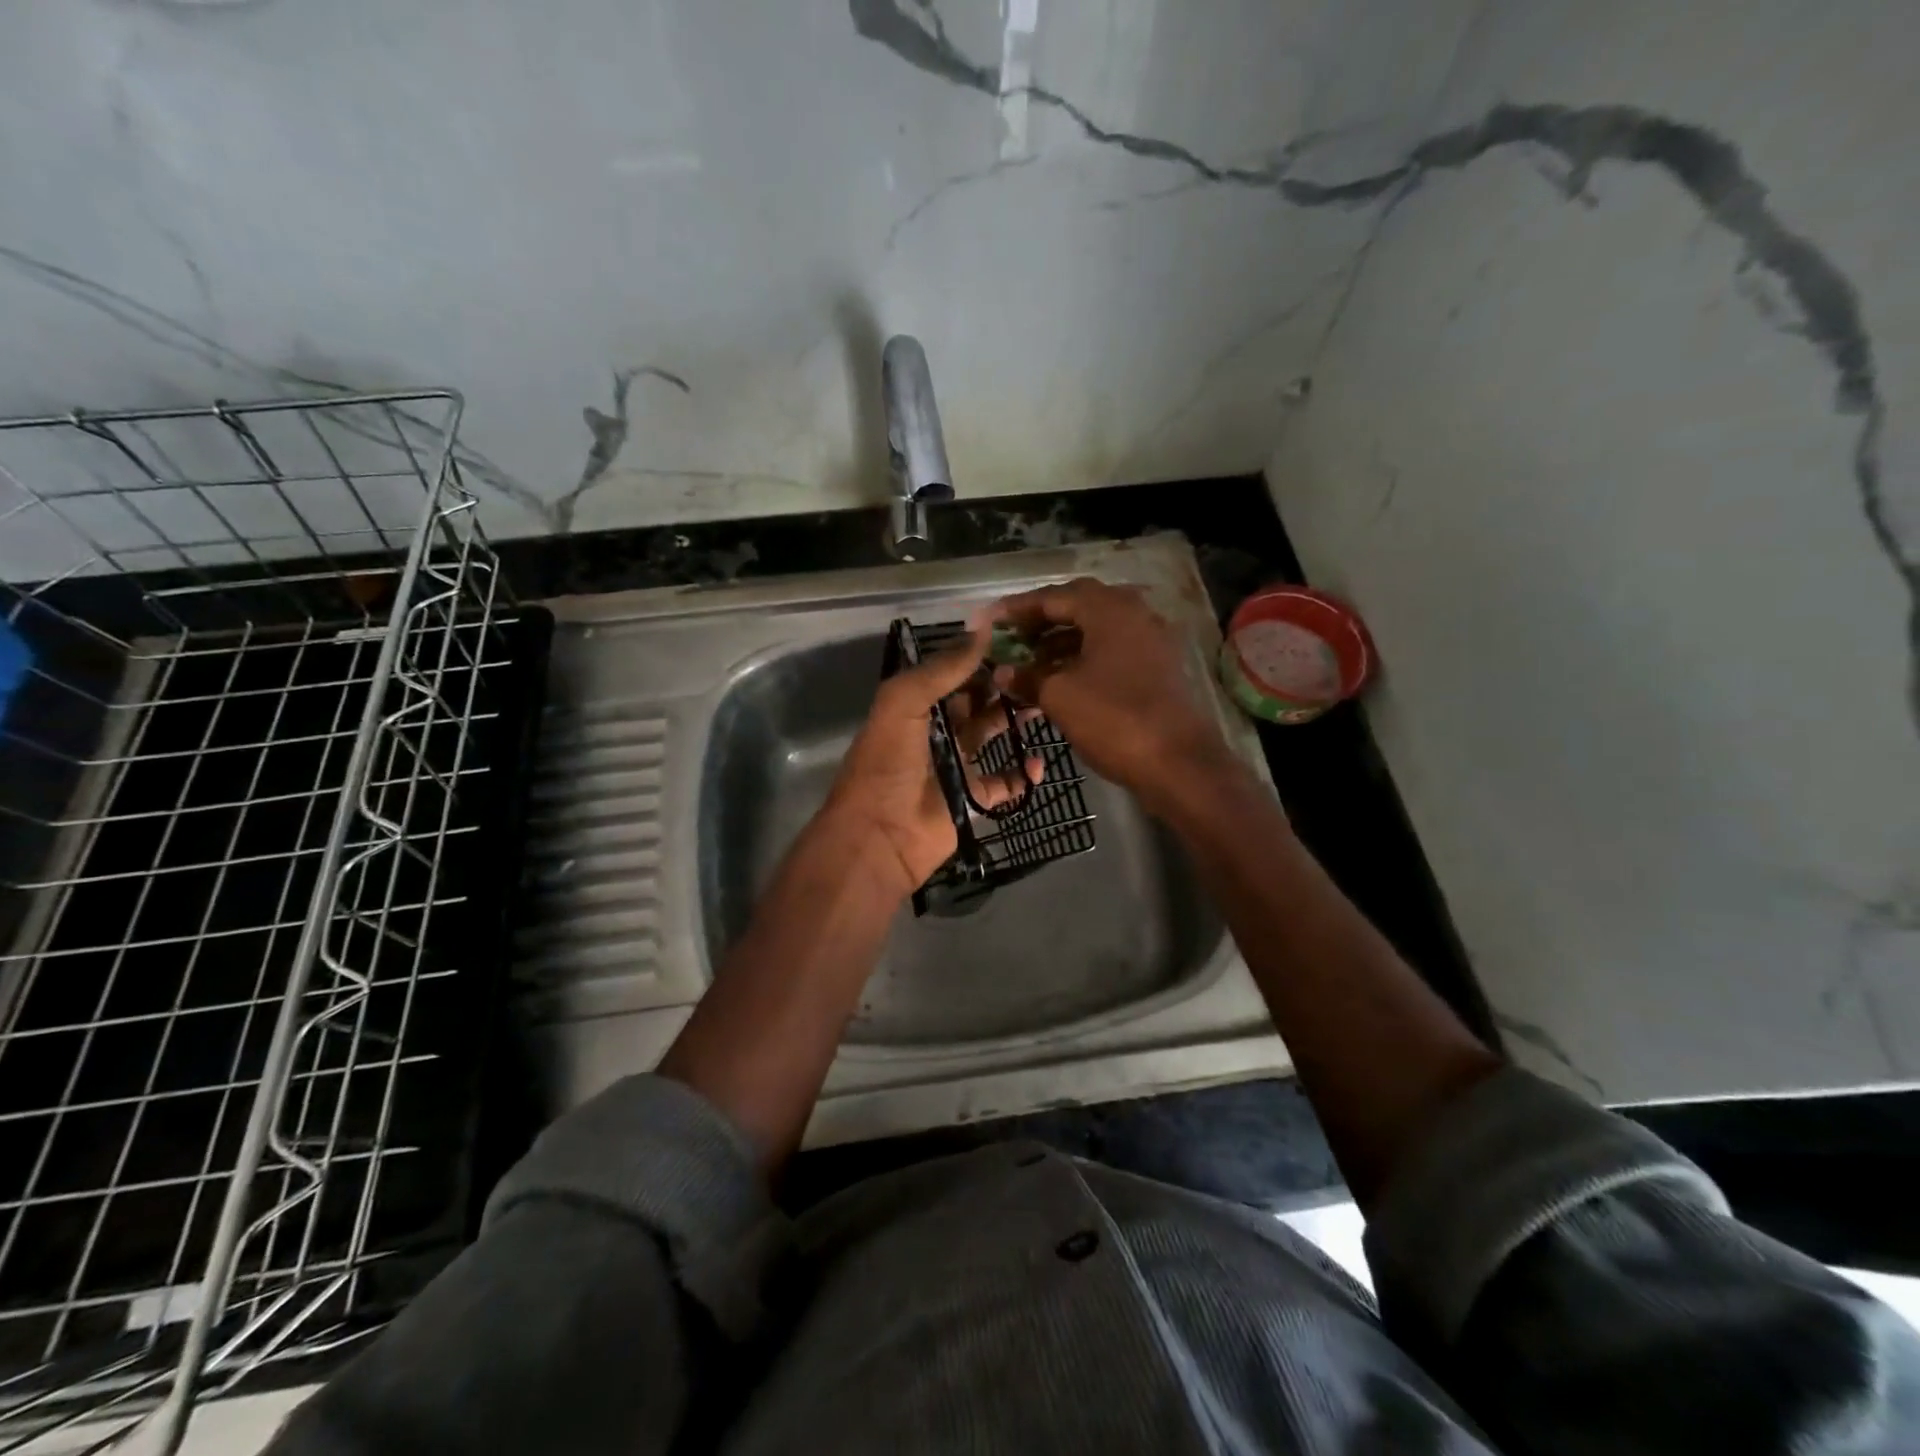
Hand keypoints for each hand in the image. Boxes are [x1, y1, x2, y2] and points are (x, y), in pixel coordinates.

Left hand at [820, 627, 1041, 899]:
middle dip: (1002, 686)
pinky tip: (1038, 762)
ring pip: (991, 735)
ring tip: (1044, 705)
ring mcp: (955, 765)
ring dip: (1015, 721)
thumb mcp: (903, 703)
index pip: (951, 674)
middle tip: (1037, 671)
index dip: (978, 658)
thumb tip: (982, 629)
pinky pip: (1005, 783)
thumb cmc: (887, 763)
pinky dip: (1023, 775)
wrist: (880, 836)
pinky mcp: (973, 798)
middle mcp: (935, 731)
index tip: (1015, 641)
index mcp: (913, 706)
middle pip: (975, 702)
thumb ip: (942, 669)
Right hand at [991, 578, 1227, 806]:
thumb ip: (1028, 677)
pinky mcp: (1159, 667)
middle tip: (1012, 638)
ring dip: (1062, 641)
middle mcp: (1134, 614)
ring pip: (1097, 630)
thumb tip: (1003, 671)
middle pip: (1079, 606)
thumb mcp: (1059, 697)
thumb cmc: (1114, 719)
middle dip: (1042, 621)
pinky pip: (1113, 651)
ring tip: (1031, 663)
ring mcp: (1151, 640)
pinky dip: (1084, 658)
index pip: (1054, 596)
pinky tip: (1062, 681)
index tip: (989, 619)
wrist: (1179, 763)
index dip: (1017, 608)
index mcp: (1109, 609)